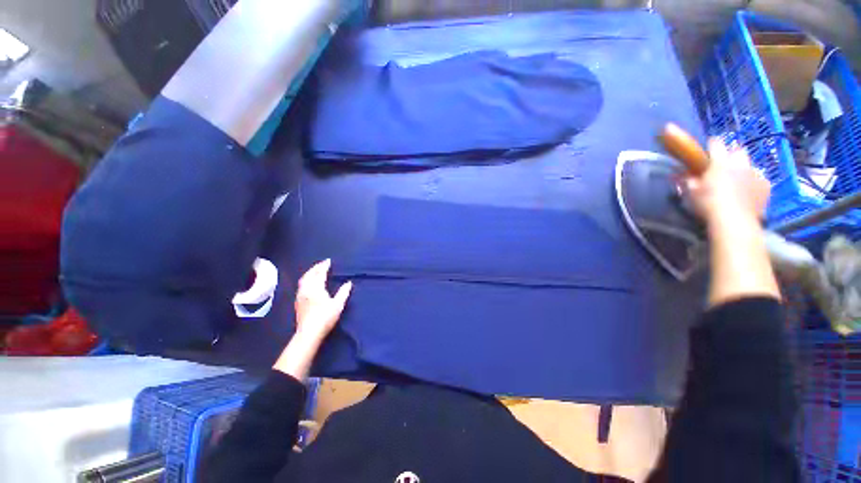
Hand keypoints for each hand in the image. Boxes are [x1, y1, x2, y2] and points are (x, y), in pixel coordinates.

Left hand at [294, 259, 352, 343]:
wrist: (309, 333)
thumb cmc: (325, 317)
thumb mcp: (338, 304)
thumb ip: (343, 292)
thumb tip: (348, 283)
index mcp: (316, 288)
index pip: (319, 273)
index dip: (324, 266)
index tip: (328, 261)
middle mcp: (306, 290)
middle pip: (309, 275)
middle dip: (315, 268)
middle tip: (322, 264)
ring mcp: (300, 296)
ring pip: (303, 280)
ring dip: (310, 273)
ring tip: (315, 271)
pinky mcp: (298, 303)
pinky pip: (301, 286)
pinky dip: (306, 280)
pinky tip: (309, 284)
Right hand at [685, 138, 770, 225]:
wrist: (734, 220)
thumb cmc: (708, 204)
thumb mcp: (692, 193)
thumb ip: (687, 181)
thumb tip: (678, 174)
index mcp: (720, 162)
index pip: (716, 143)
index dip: (711, 144)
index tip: (707, 149)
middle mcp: (740, 163)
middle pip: (738, 150)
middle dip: (732, 153)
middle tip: (724, 164)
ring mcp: (755, 174)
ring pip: (750, 164)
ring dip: (744, 168)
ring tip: (737, 180)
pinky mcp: (765, 186)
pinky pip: (760, 179)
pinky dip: (754, 182)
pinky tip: (748, 192)